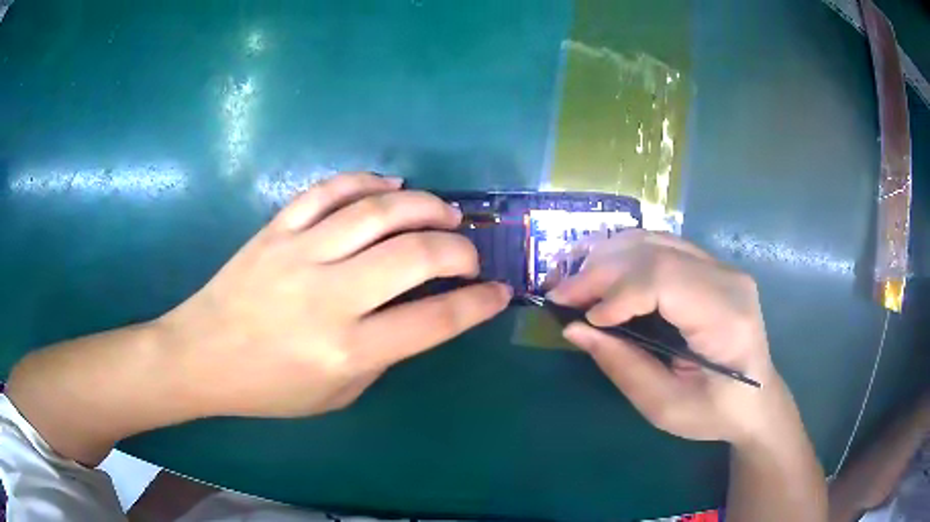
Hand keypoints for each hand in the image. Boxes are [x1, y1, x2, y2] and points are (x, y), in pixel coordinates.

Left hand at [157, 172, 509, 417]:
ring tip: (445, 212)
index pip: (434, 320)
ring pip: (378, 211)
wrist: (201, 355)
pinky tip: (391, 186)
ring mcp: (299, 253)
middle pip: (415, 255)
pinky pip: (329, 190)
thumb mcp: (336, 394)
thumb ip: (382, 355)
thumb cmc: (268, 388)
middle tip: (469, 253)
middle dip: (459, 250)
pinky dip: (367, 181)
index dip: (477, 304)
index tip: (498, 292)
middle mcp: (328, 296)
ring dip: (425, 205)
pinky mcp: (276, 228)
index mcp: (346, 350)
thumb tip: (418, 313)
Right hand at [548, 230, 782, 444]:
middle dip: (600, 270)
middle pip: (655, 252)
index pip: (665, 279)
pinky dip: (625, 255)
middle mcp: (728, 279)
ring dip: (607, 256)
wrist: (756, 400)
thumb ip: (623, 366)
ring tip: (574, 281)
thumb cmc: (715, 412)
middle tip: (559, 294)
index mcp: (726, 317)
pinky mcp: (712, 266)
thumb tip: (575, 328)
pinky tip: (603, 272)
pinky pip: (661, 245)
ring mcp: (722, 266)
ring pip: (654, 239)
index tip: (580, 317)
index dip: (617, 292)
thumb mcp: (665, 407)